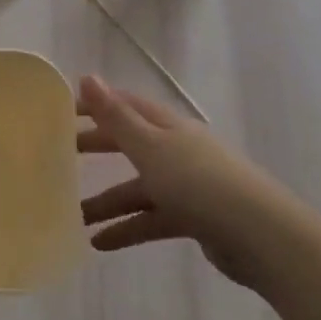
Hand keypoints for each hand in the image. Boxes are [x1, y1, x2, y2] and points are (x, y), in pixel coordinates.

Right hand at [77, 75, 284, 287]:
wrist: (259, 235)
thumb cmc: (198, 182)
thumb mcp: (150, 146)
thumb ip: (115, 116)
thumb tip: (86, 76)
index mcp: (167, 126)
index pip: (125, 105)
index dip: (96, 105)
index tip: (63, 111)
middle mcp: (175, 149)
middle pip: (129, 144)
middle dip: (97, 148)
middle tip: (61, 156)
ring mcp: (186, 184)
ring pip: (138, 188)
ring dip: (107, 201)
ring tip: (74, 216)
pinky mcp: (193, 217)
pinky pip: (151, 218)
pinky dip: (127, 228)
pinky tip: (101, 243)